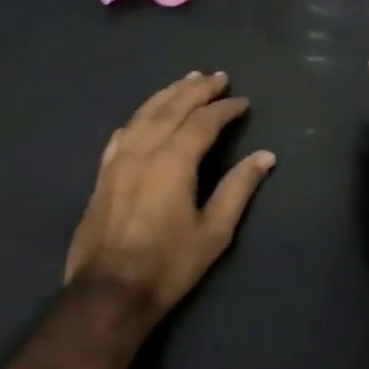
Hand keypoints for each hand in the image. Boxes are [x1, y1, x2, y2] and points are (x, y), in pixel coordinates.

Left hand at [65, 71, 275, 324]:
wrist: (109, 292)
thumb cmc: (169, 264)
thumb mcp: (214, 231)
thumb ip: (239, 188)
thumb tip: (265, 156)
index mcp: (174, 162)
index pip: (203, 122)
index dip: (224, 108)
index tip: (242, 101)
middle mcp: (144, 151)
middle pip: (172, 108)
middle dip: (196, 89)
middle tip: (217, 76)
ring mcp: (118, 161)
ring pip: (144, 114)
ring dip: (167, 94)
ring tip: (185, 80)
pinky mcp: (103, 175)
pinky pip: (122, 134)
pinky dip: (139, 117)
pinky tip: (144, 115)